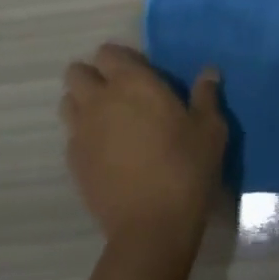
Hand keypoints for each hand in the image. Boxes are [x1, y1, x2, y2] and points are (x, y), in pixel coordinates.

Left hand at [61, 45, 226, 250]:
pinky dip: (82, 136)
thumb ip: (206, 96)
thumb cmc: (185, 170)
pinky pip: (71, 135)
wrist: (151, 227)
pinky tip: (104, 153)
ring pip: (68, 101)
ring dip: (82, 104)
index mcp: (131, 82)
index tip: (139, 74)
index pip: (107, 52)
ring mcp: (80, 130)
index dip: (120, 59)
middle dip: (93, 77)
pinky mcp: (72, 160)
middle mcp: (98, 98)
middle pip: (77, 72)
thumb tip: (210, 72)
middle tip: (119, 96)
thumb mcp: (209, 131)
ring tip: (107, 122)